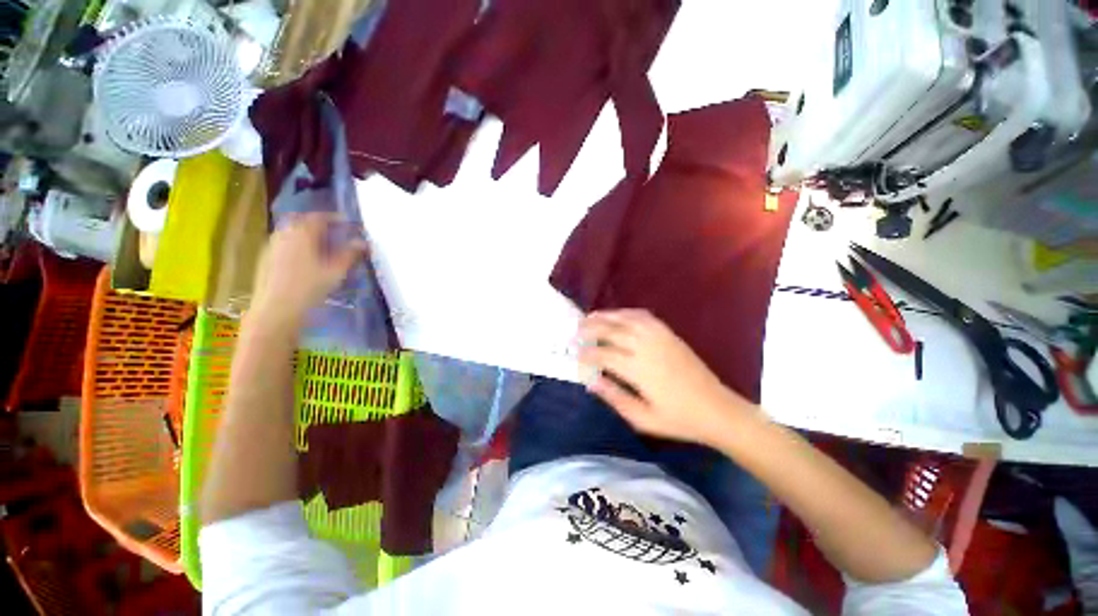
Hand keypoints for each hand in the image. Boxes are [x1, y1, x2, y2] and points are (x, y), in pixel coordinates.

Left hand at [250, 212, 366, 329]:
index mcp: (302, 233)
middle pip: (302, 222)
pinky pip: (284, 243)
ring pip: (291, 232)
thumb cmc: (310, 288)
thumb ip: (350, 254)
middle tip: (333, 232)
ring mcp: (272, 246)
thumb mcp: (336, 271)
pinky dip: (296, 245)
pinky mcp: (265, 259)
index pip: (319, 217)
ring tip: (321, 246)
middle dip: (319, 224)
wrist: (276, 309)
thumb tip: (363, 243)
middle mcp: (284, 234)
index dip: (335, 218)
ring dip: (307, 234)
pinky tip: (304, 259)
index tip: (347, 223)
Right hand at [577, 309, 754, 446]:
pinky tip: (618, 315)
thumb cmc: (678, 419)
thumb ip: (614, 397)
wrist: (717, 409)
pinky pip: (643, 316)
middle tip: (575, 331)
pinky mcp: (669, 334)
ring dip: (605, 316)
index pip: (603, 354)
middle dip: (590, 329)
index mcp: (639, 370)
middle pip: (611, 330)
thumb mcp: (642, 418)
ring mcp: (659, 337)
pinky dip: (626, 313)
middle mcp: (646, 347)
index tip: (575, 355)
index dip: (586, 353)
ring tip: (590, 317)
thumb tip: (590, 381)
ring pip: (625, 319)